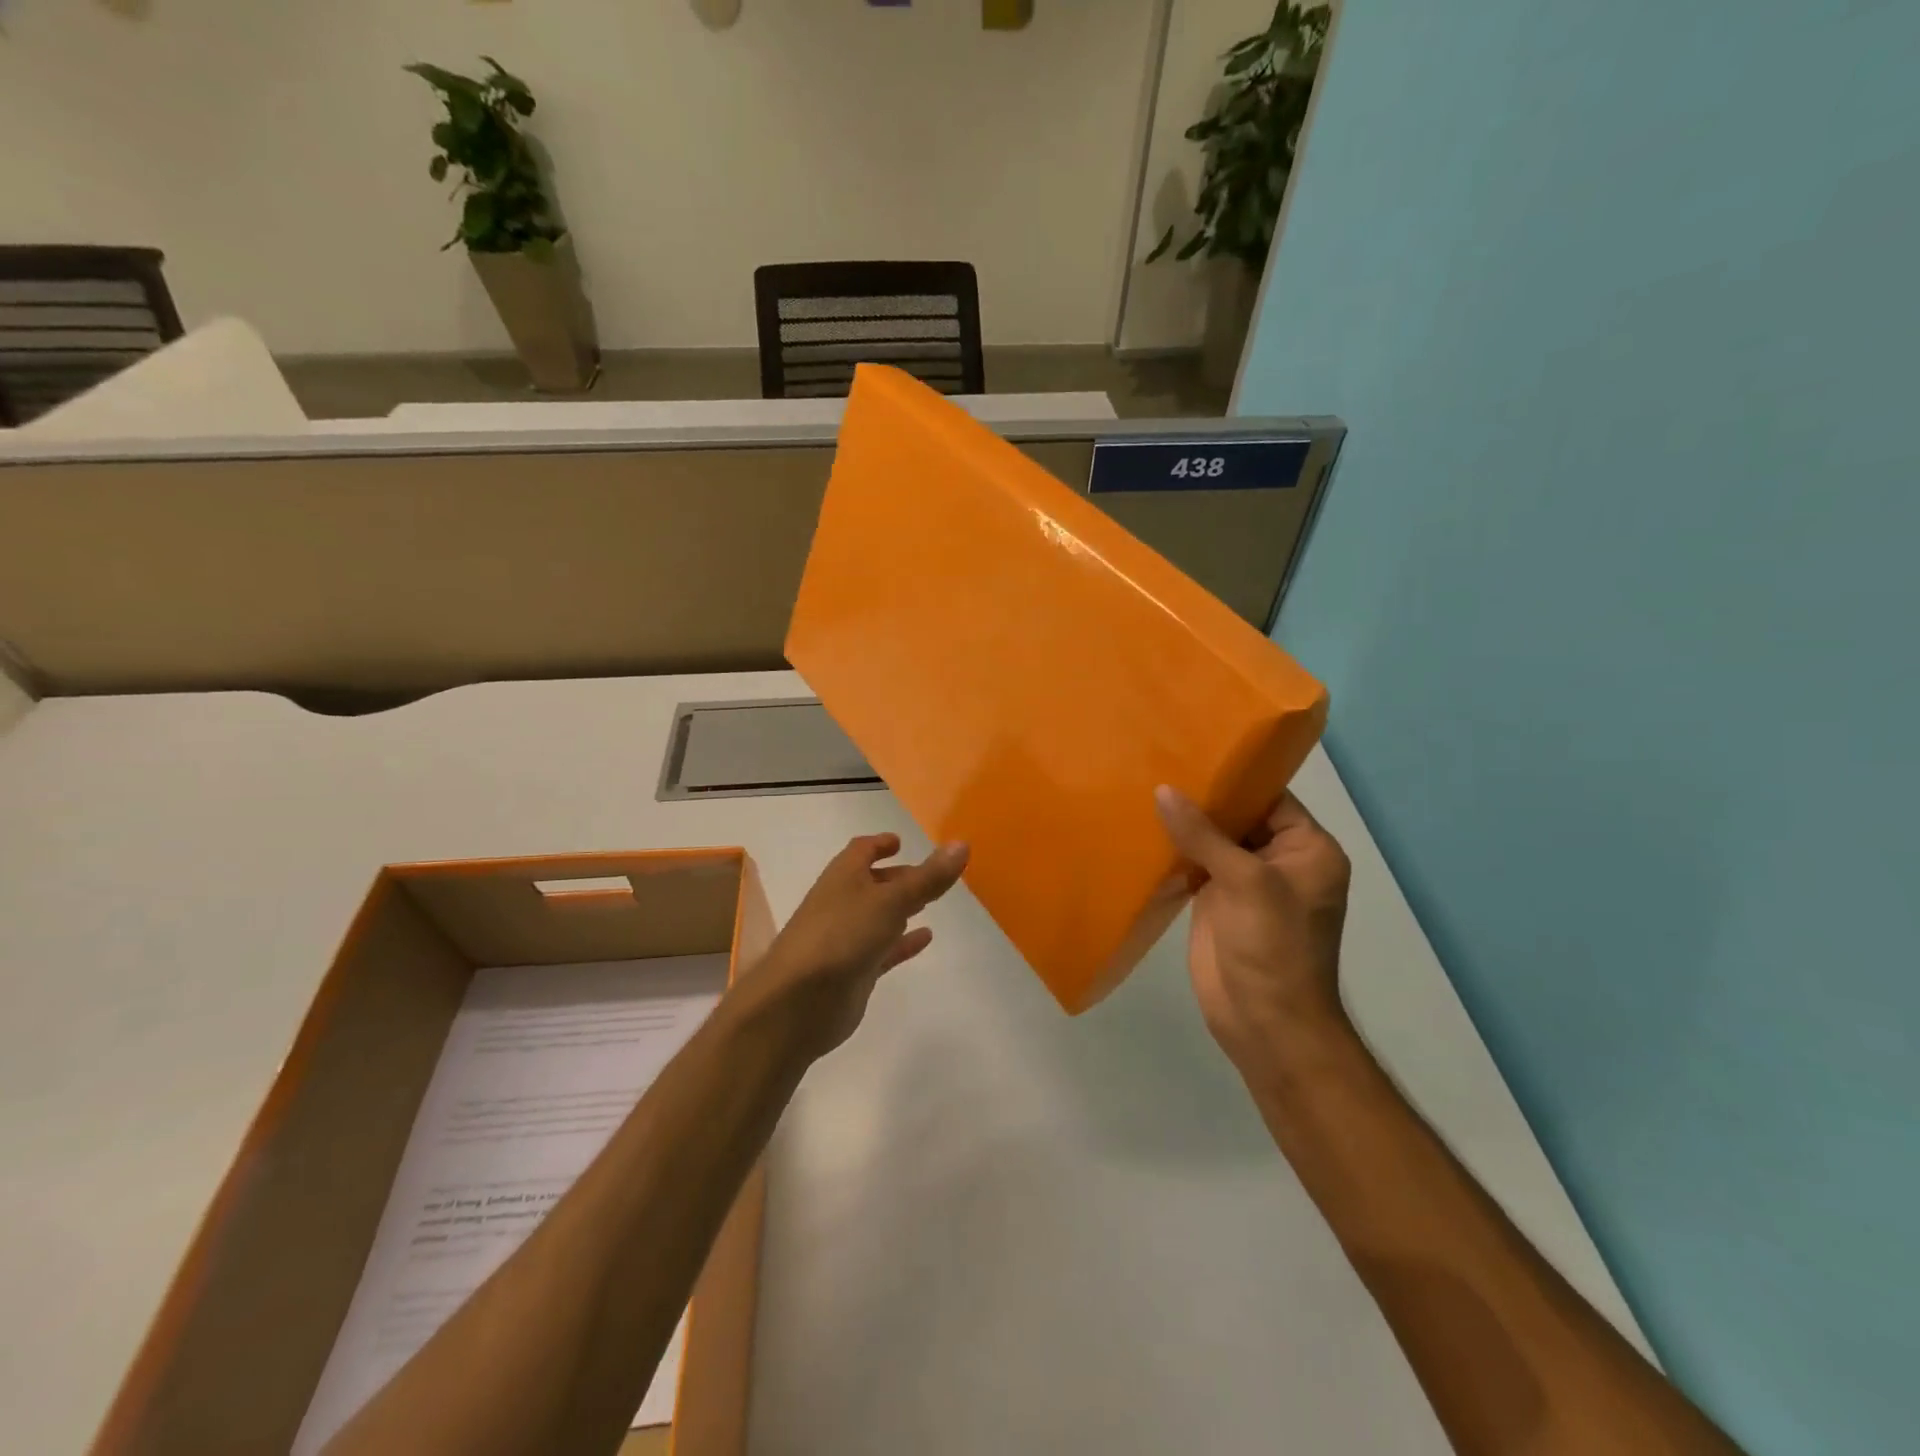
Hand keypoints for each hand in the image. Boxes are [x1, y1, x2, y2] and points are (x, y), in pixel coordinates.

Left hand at [743, 833, 968, 1058]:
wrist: (799, 1002)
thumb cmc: (842, 935)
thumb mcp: (891, 901)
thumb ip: (928, 877)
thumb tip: (961, 843)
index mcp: (844, 876)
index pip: (861, 850)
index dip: (880, 843)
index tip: (900, 842)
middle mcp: (843, 902)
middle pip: (872, 883)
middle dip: (898, 877)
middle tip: (929, 876)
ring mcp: (847, 938)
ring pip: (878, 916)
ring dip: (900, 909)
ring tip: (930, 904)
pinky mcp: (854, 970)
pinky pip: (884, 949)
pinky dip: (903, 942)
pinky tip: (926, 938)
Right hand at [1155, 786, 1353, 1079]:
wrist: (1265, 1024)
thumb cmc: (1273, 947)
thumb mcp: (1245, 882)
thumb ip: (1204, 834)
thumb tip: (1164, 790)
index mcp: (1306, 849)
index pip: (1270, 797)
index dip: (1234, 776)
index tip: (1191, 748)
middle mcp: (1278, 860)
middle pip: (1238, 816)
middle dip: (1202, 797)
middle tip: (1156, 760)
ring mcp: (1245, 883)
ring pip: (1213, 840)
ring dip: (1183, 823)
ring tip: (1142, 785)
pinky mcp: (1217, 902)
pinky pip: (1195, 865)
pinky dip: (1172, 850)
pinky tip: (1141, 829)